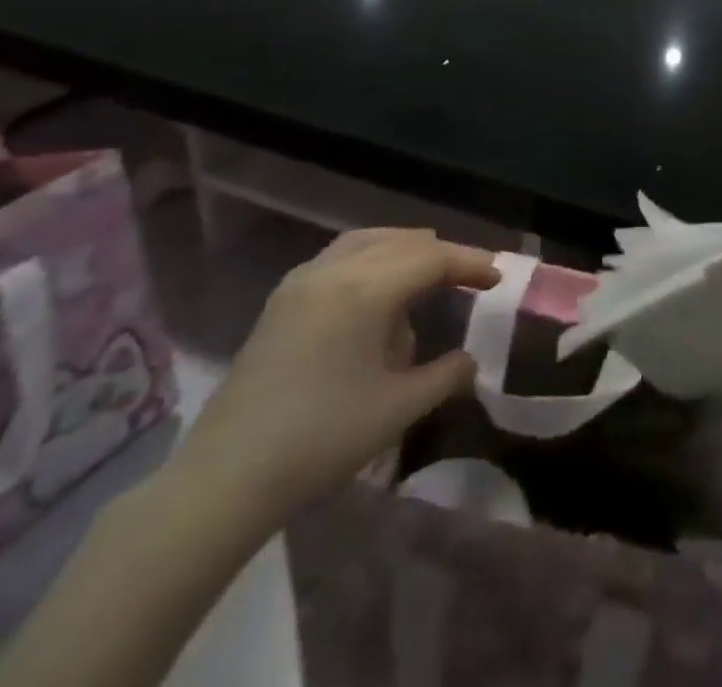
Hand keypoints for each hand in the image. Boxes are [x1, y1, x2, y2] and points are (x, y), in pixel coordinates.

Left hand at [175, 229, 498, 528]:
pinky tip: (377, 294)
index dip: (469, 263)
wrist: (224, 479)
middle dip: (440, 255)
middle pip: (402, 241)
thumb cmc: (320, 441)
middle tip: (468, 279)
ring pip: (368, 241)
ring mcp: (302, 281)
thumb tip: (469, 361)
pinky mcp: (282, 299)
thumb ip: (444, 376)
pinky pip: (341, 256)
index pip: (432, 257)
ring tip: (428, 277)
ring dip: (405, 251)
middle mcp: (333, 270)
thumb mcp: (397, 411)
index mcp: (365, 289)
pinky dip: (372, 259)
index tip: (497, 278)